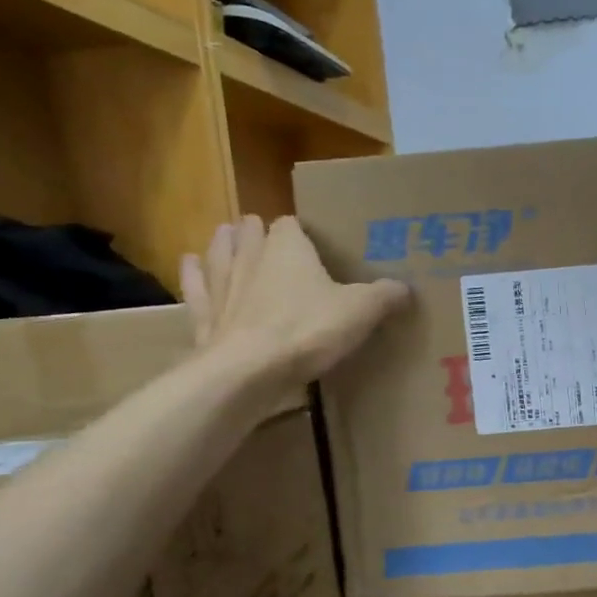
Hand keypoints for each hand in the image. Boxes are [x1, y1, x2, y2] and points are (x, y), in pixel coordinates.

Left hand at [181, 215, 408, 380]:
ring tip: (226, 235)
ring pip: (220, 254)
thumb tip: (406, 288)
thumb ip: (384, 296)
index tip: (311, 238)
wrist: (249, 371)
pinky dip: (194, 276)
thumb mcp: (361, 312)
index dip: (300, 229)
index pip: (291, 224)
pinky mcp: (206, 317)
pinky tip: (190, 264)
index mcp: (289, 249)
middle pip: (250, 233)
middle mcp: (251, 258)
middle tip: (266, 234)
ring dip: (224, 244)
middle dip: (257, 231)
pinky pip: (198, 289)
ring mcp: (223, 287)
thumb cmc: (308, 331)